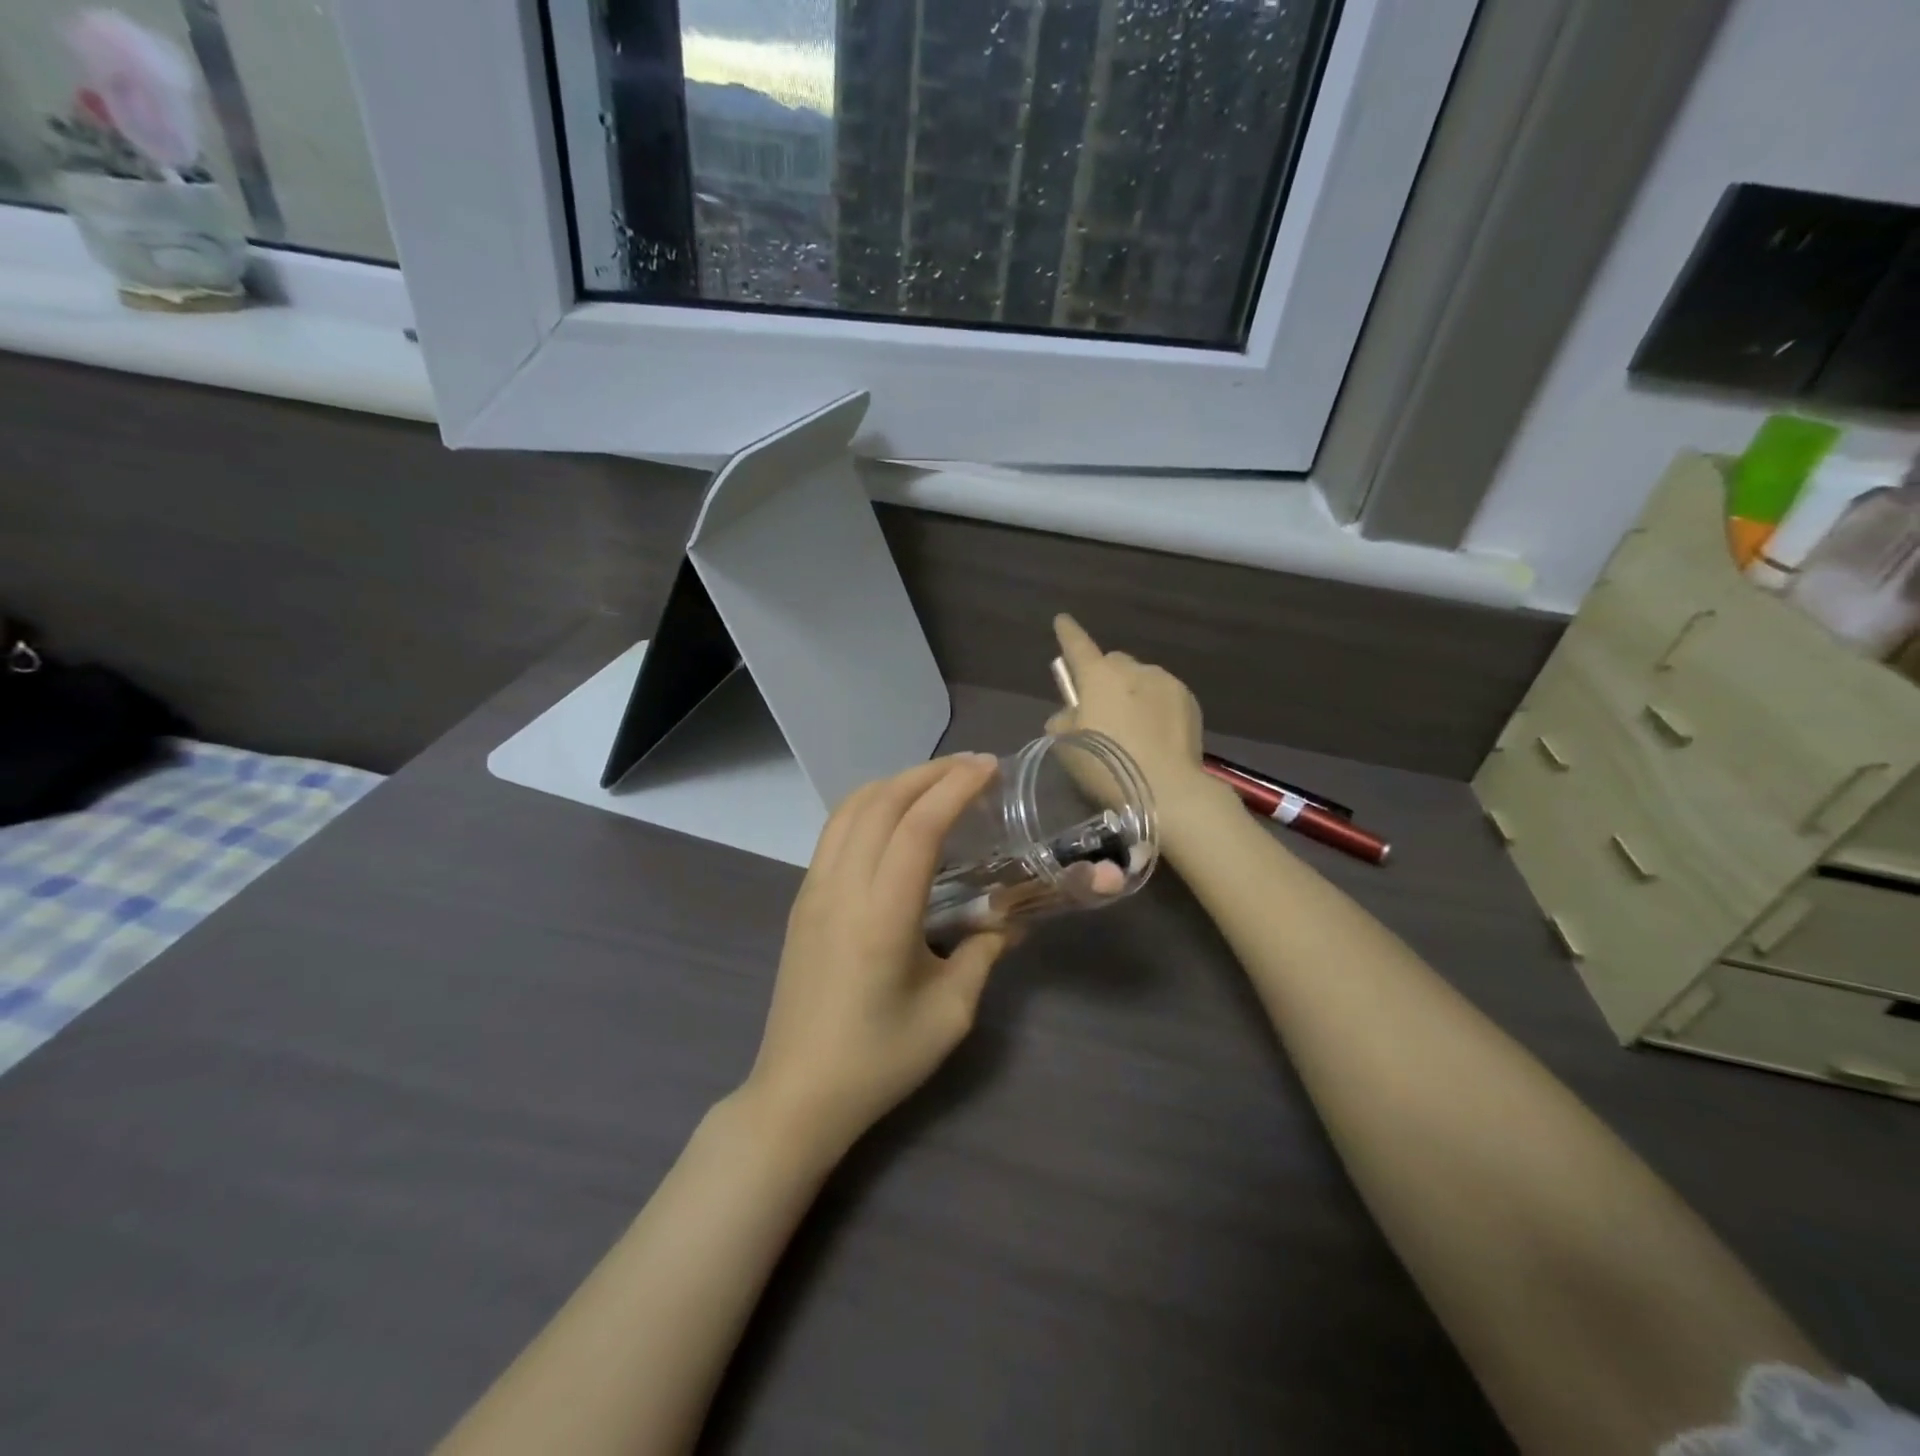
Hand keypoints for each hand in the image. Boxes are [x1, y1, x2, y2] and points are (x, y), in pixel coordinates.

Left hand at [743, 755, 1009, 1156]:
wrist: (798, 1094)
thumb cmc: (878, 1061)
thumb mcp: (949, 1013)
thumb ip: (984, 954)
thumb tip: (1010, 920)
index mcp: (881, 915)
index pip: (918, 826)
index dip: (955, 787)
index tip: (989, 768)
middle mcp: (841, 888)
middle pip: (881, 802)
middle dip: (929, 772)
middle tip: (973, 767)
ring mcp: (814, 890)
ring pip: (851, 809)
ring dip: (896, 783)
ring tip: (937, 781)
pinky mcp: (803, 900)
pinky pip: (835, 831)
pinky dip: (870, 805)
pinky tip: (896, 817)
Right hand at [1047, 615, 1212, 808]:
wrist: (1166, 790)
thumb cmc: (1106, 766)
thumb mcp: (1066, 746)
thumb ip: (1063, 721)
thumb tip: (1072, 713)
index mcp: (1098, 676)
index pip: (1077, 645)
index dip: (1067, 633)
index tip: (1062, 620)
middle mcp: (1133, 669)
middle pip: (1113, 663)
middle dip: (1106, 678)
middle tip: (1102, 710)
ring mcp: (1166, 683)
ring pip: (1142, 679)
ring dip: (1133, 694)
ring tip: (1134, 731)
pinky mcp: (1190, 702)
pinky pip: (1164, 696)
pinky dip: (1156, 709)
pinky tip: (1156, 738)